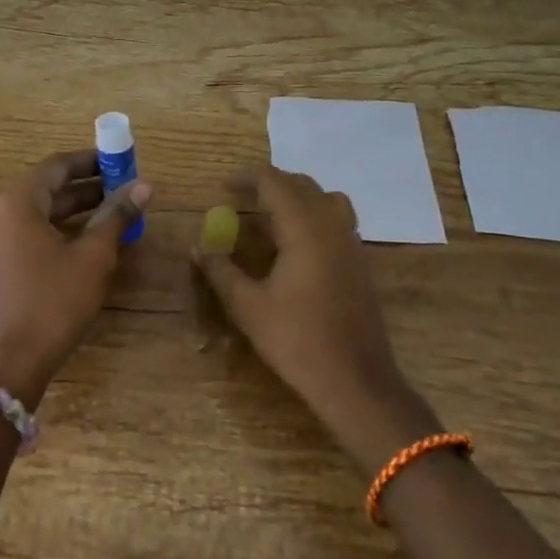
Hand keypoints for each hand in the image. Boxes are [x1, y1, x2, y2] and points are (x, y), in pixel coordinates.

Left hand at [0, 150, 150, 408]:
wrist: (13, 360)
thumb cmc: (54, 301)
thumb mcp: (93, 256)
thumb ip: (117, 216)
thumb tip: (144, 185)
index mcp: (19, 202)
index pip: (57, 165)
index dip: (90, 159)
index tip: (120, 159)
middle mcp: (1, 214)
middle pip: (48, 187)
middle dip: (87, 185)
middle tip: (124, 185)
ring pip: (42, 212)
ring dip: (76, 208)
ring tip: (116, 210)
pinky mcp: (0, 264)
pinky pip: (33, 232)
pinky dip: (62, 229)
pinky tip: (91, 239)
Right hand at [194, 166, 440, 471]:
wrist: (356, 381)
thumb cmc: (298, 341)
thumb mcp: (248, 307)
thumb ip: (221, 272)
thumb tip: (199, 248)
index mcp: (304, 229)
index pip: (274, 182)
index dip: (247, 178)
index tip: (223, 186)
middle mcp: (332, 226)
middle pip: (302, 184)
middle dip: (270, 184)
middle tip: (241, 197)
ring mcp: (351, 243)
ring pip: (325, 198)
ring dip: (296, 196)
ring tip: (270, 214)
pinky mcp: (360, 262)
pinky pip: (337, 219)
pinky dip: (313, 215)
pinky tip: (295, 243)